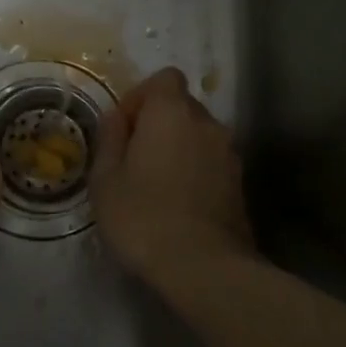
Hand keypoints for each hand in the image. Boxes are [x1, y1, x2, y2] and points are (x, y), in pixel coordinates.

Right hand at [91, 67, 253, 272]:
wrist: (205, 268)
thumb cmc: (143, 216)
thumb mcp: (105, 179)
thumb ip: (110, 139)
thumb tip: (117, 118)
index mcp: (172, 112)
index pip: (164, 78)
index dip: (140, 97)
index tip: (123, 129)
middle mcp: (207, 123)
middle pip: (181, 106)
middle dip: (157, 124)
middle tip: (133, 160)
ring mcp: (229, 154)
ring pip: (197, 136)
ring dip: (177, 149)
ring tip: (155, 186)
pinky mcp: (240, 184)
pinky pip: (210, 162)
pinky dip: (194, 172)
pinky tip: (177, 205)